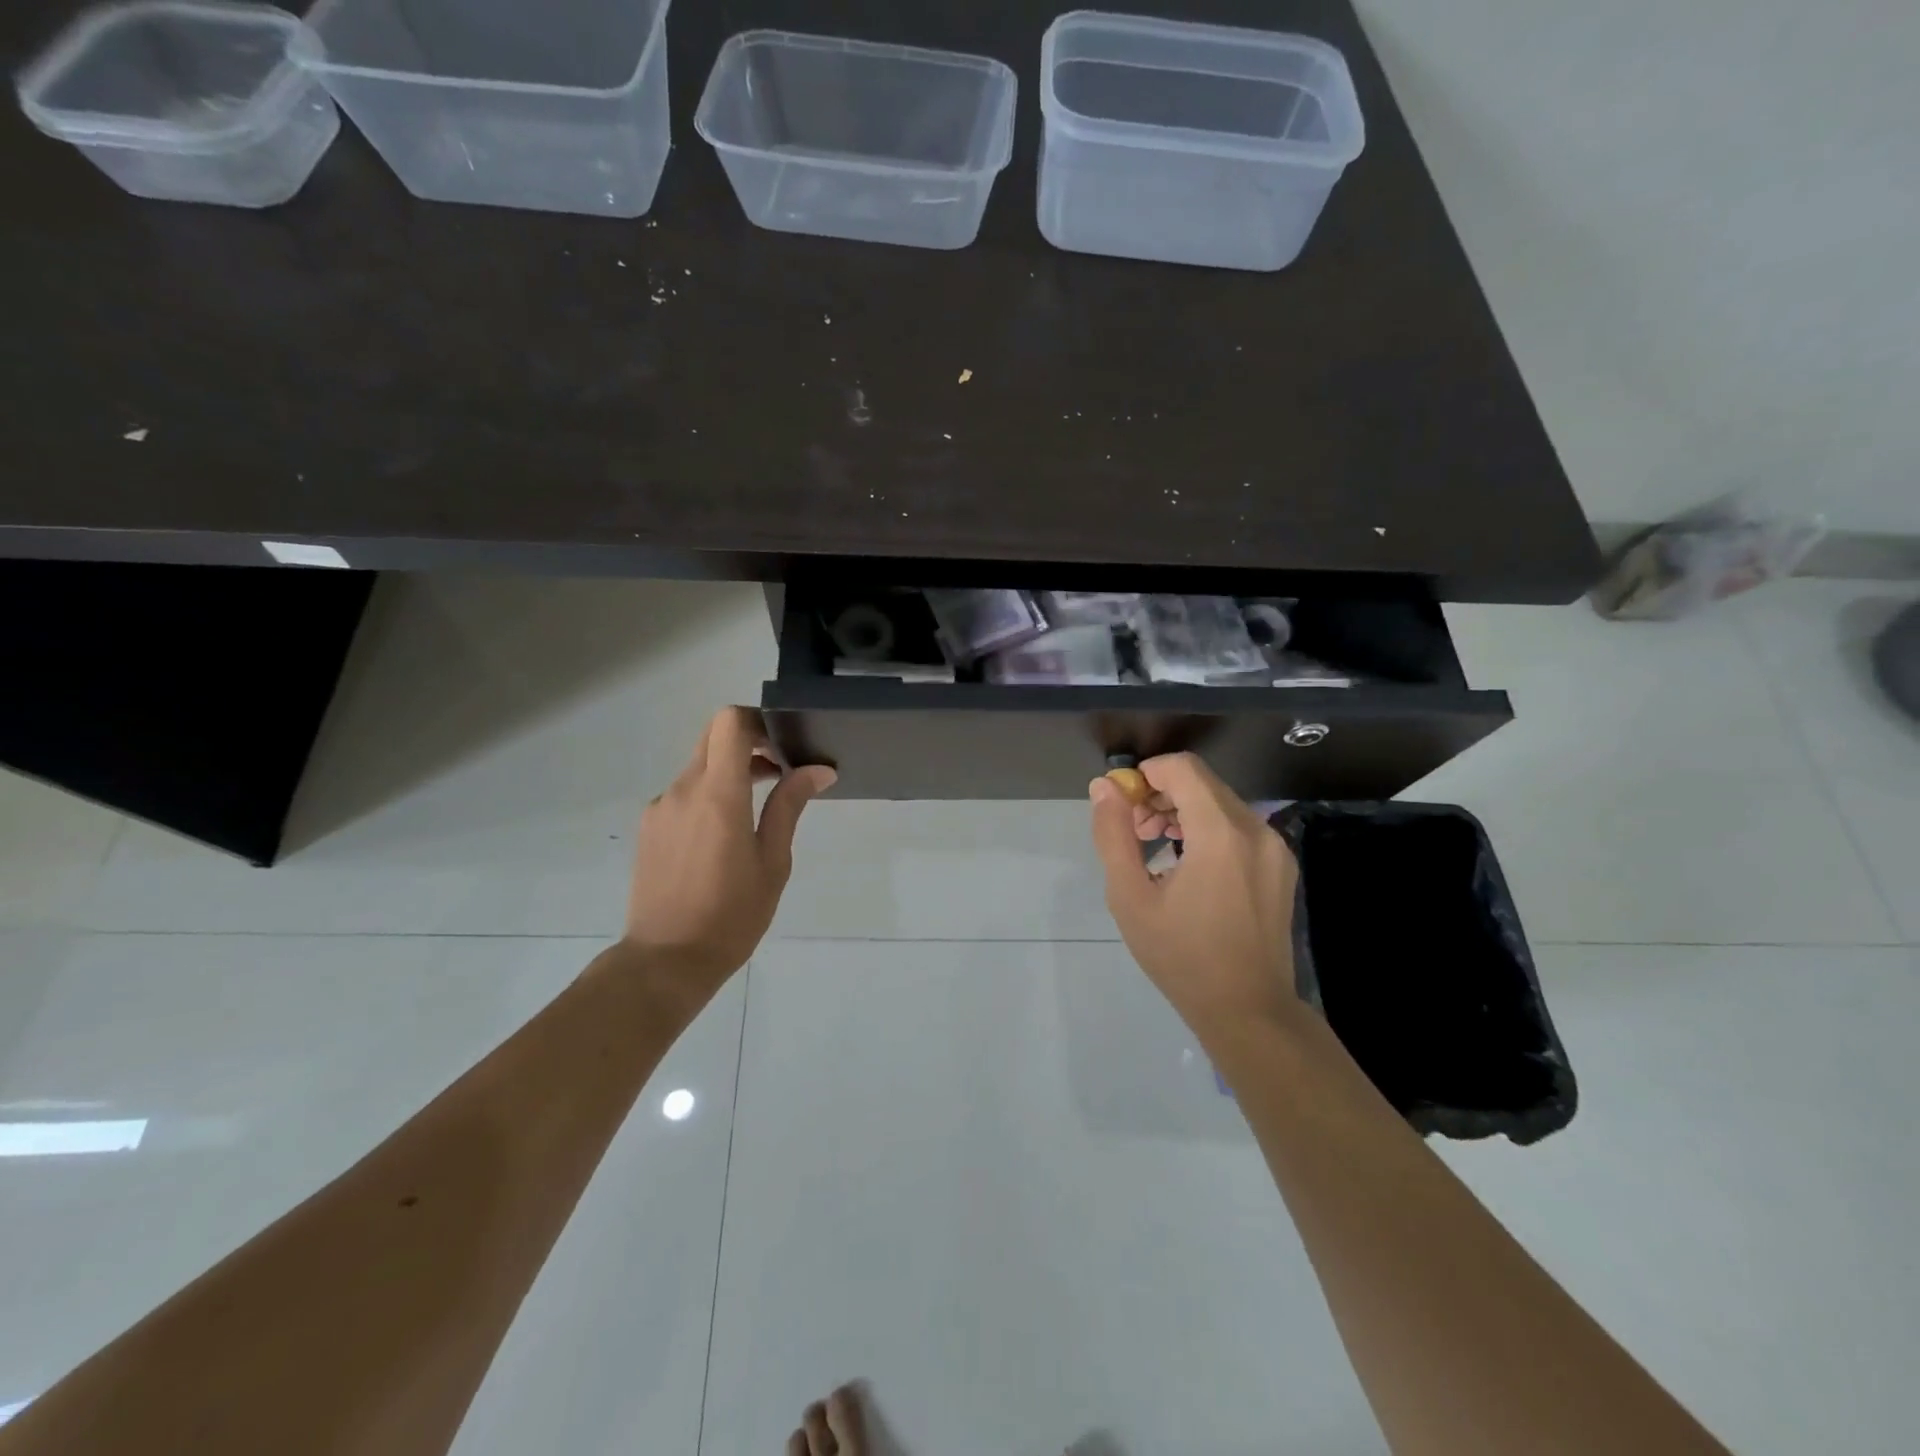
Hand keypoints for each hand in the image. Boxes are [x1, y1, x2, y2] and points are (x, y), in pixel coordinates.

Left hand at [624, 706, 834, 999]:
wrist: (666, 961)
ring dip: (729, 772)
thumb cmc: (731, 915)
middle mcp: (683, 790)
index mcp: (718, 795)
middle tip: (779, 772)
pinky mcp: (649, 827)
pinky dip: (708, 795)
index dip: (758, 721)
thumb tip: (818, 769)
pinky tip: (723, 837)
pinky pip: (683, 793)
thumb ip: (789, 806)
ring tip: (757, 811)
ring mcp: (660, 807)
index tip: (783, 745)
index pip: (729, 723)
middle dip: (748, 744)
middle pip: (713, 738)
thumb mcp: (773, 862)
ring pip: (698, 766)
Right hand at [1089, 752, 1299, 1037]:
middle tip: (1136, 833)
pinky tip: (1189, 865)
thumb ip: (1113, 834)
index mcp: (1221, 833)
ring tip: (1157, 848)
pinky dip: (1208, 829)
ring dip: (1183, 812)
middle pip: (1202, 783)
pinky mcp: (1281, 865)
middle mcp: (1256, 829)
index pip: (1182, 768)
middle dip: (1161, 795)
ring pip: (1220, 803)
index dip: (1146, 774)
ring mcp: (1275, 847)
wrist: (1247, 1011)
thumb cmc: (1181, 956)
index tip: (1124, 805)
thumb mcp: (1130, 897)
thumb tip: (1103, 787)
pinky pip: (1238, 827)